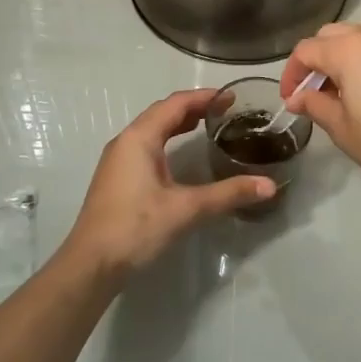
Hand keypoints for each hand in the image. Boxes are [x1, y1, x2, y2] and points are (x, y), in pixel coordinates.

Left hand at [66, 88, 276, 279]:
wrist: (91, 264)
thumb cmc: (136, 228)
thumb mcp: (186, 209)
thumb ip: (228, 194)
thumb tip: (269, 186)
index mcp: (139, 138)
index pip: (175, 104)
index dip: (204, 97)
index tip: (231, 97)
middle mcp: (126, 141)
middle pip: (162, 113)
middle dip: (193, 108)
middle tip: (225, 110)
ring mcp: (118, 160)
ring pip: (152, 130)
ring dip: (178, 123)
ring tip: (208, 125)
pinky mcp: (117, 178)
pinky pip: (145, 146)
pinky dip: (167, 140)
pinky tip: (180, 155)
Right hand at [279, 22, 360, 205]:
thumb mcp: (344, 131)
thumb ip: (317, 106)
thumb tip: (299, 97)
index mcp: (350, 51)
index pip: (307, 50)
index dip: (293, 74)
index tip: (292, 99)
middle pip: (336, 34)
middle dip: (321, 59)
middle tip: (318, 92)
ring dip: (352, 53)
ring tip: (353, 85)